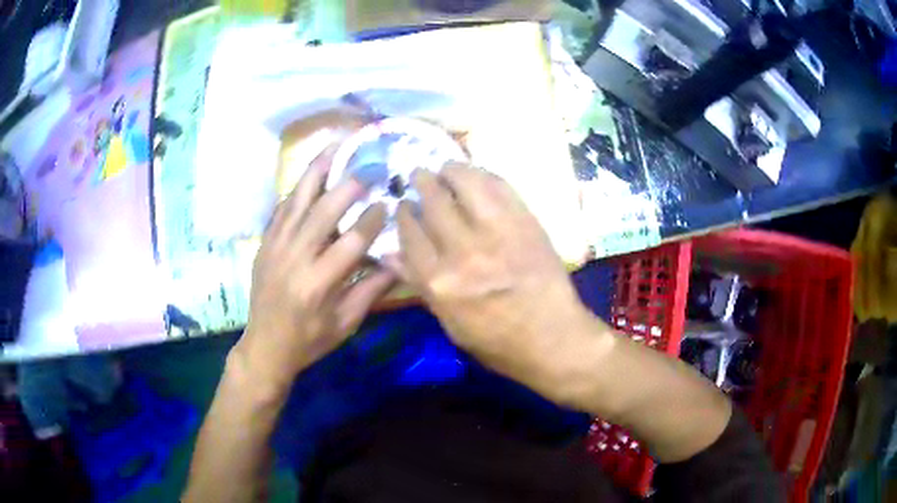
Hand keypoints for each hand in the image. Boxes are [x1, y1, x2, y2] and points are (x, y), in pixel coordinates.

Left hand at [236, 151, 395, 391]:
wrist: (265, 345)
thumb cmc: (310, 340)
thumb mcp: (346, 323)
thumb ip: (372, 289)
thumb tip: (399, 260)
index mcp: (319, 284)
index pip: (352, 241)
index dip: (374, 219)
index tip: (389, 203)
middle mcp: (295, 258)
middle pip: (324, 211)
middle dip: (350, 184)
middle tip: (370, 166)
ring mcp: (275, 246)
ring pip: (298, 199)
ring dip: (318, 170)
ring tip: (335, 146)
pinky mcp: (265, 243)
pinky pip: (282, 208)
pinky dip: (298, 189)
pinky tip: (311, 174)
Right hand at [395, 164, 603, 403]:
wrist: (553, 339)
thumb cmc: (496, 341)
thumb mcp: (449, 322)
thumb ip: (417, 284)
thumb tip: (387, 253)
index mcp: (439, 282)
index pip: (410, 232)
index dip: (404, 213)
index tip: (404, 204)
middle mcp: (463, 252)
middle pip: (434, 202)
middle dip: (422, 183)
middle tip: (419, 175)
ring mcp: (498, 233)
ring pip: (465, 184)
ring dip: (451, 170)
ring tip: (445, 167)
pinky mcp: (526, 223)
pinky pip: (500, 186)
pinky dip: (483, 174)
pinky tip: (476, 174)